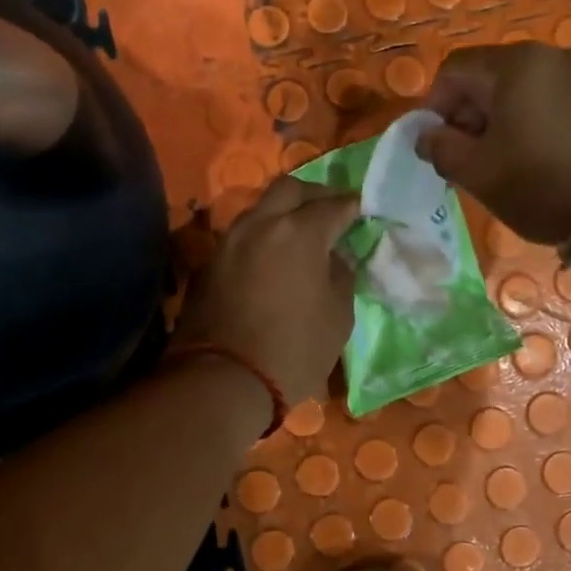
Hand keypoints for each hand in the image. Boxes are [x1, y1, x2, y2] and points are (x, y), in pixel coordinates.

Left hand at [173, 177, 359, 405]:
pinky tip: (270, 259)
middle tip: (330, 211)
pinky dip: (260, 239)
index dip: (352, 206)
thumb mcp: (337, 317)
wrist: (223, 380)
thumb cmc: (294, 350)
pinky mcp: (208, 264)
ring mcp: (229, 241)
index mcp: (299, 232)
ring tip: (299, 235)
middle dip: (314, 195)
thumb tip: (334, 258)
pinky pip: (241, 238)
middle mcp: (260, 224)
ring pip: (259, 210)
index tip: (362, 211)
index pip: (334, 205)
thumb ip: (341, 276)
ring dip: (282, 214)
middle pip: (289, 189)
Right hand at [417, 43, 570, 244]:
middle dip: (466, 112)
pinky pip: (548, 97)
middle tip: (465, 155)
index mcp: (514, 65)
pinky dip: (528, 118)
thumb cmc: (539, 185)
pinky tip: (532, 154)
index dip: (434, 105)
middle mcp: (548, 55)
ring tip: (499, 158)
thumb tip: (426, 135)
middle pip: (487, 74)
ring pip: (518, 87)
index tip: (435, 143)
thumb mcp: (476, 172)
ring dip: (497, 117)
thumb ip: (439, 148)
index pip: (454, 69)